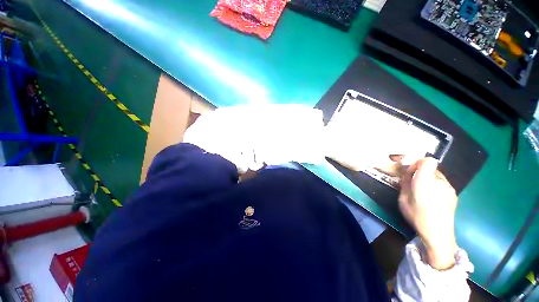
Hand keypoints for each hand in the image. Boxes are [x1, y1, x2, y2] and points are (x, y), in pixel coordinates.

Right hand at [399, 157, 457, 269]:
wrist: (438, 234)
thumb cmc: (416, 215)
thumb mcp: (402, 198)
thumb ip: (405, 183)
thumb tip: (408, 174)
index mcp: (425, 181)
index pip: (427, 161)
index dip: (418, 162)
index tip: (410, 171)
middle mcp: (440, 181)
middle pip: (431, 168)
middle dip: (421, 173)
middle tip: (413, 184)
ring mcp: (449, 187)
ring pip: (436, 176)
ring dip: (428, 180)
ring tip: (423, 193)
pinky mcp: (454, 194)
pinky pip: (442, 184)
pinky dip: (435, 186)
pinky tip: (432, 199)